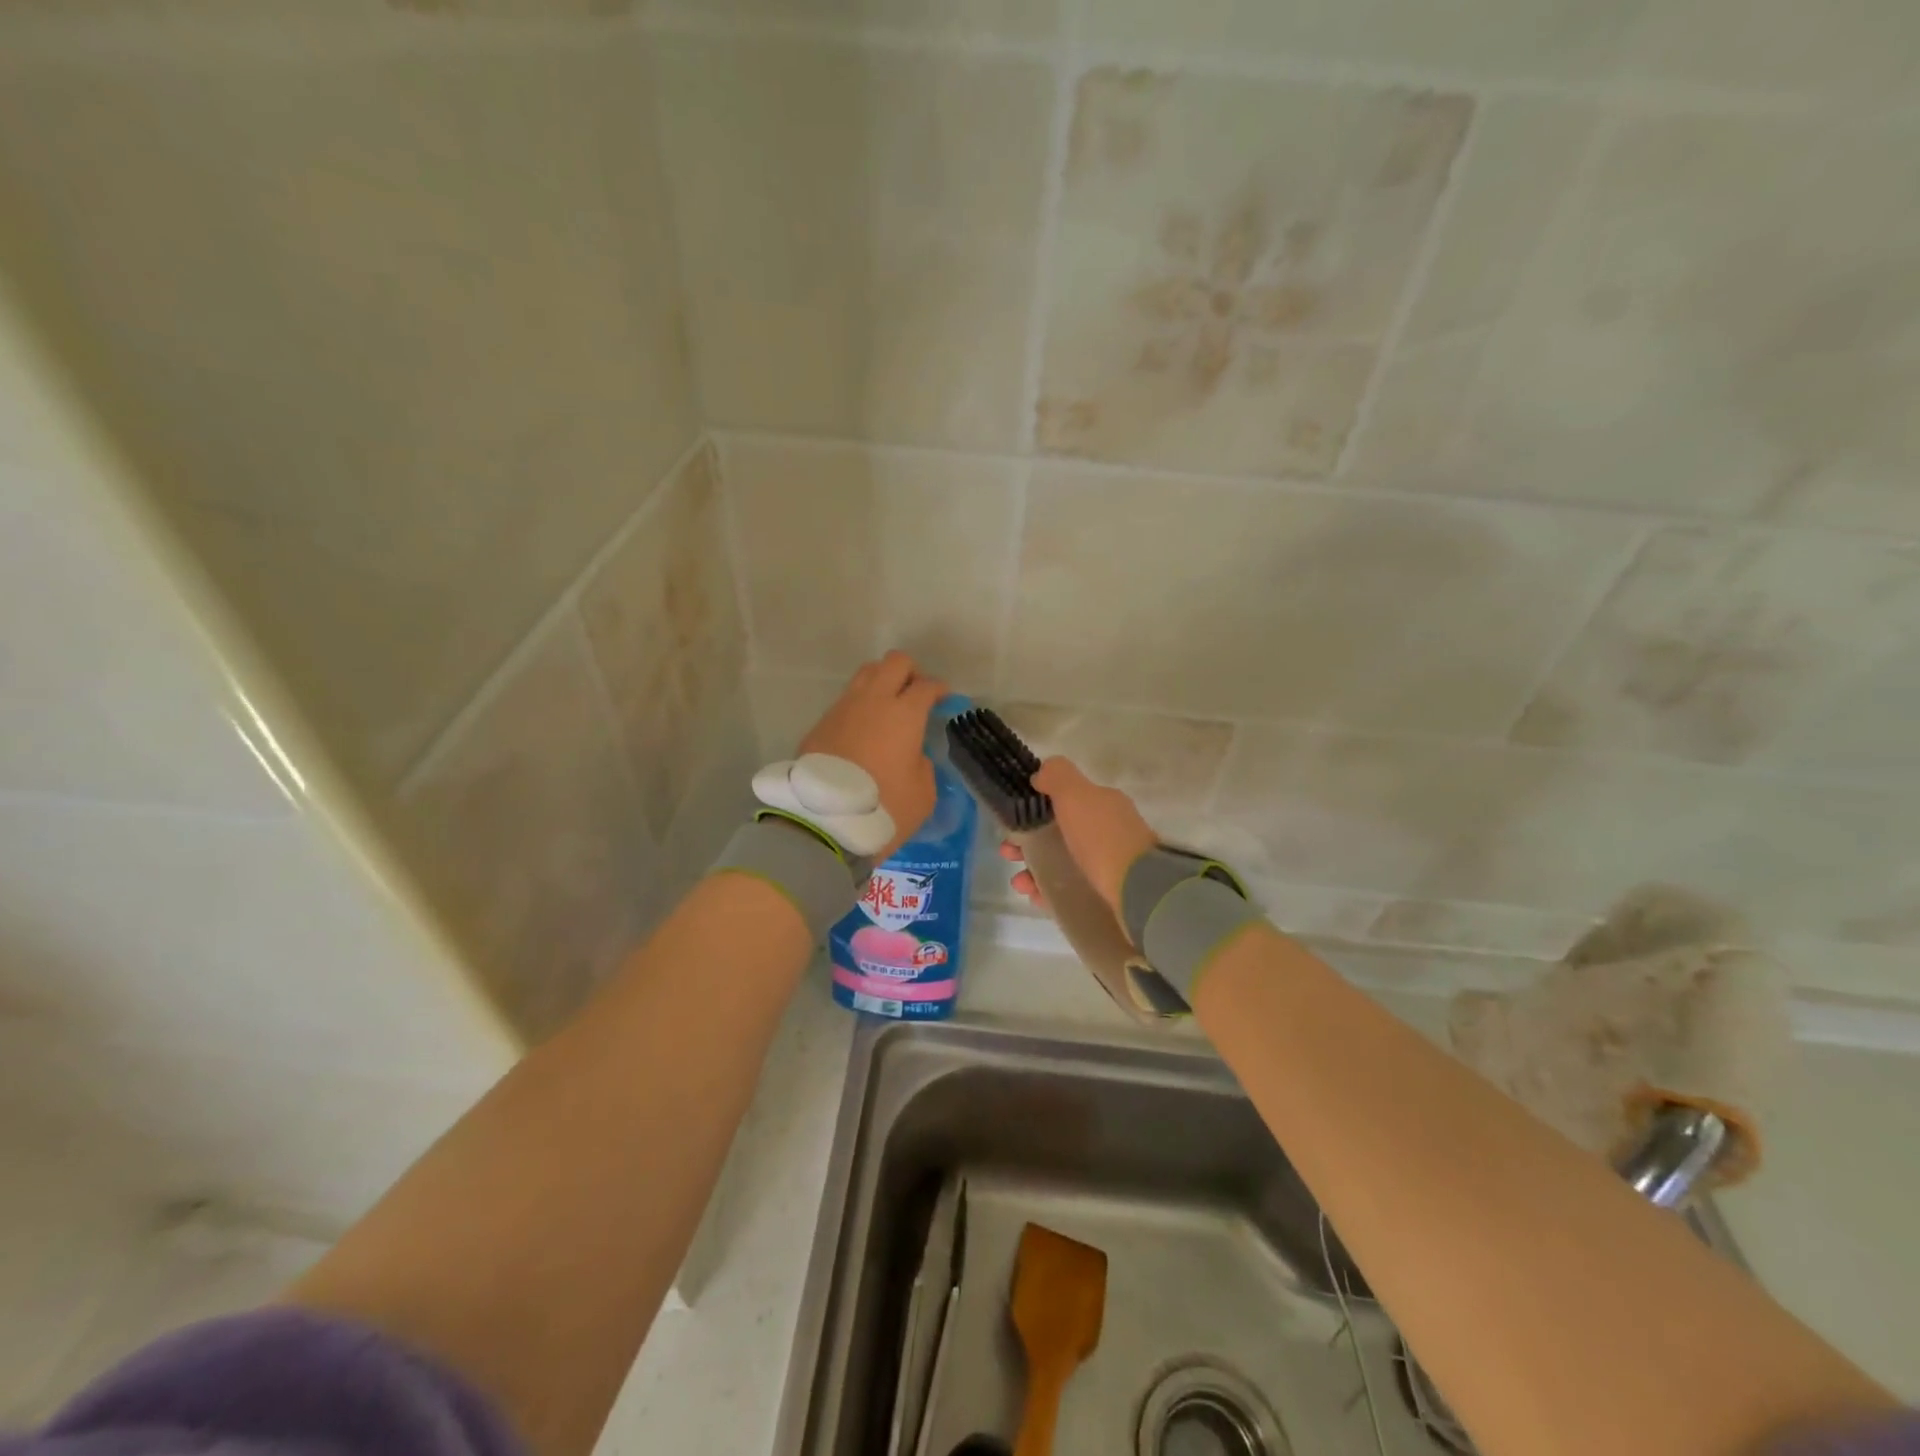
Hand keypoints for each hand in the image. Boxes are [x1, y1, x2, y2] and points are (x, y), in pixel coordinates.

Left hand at [800, 651, 947, 859]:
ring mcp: (842, 709)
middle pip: (894, 662)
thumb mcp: (923, 793)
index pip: (926, 686)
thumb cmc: (884, 807)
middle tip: (916, 694)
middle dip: (910, 672)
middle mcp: (873, 701)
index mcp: (904, 713)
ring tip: (888, 707)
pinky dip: (860, 707)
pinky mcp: (820, 724)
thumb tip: (912, 754)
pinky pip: (846, 701)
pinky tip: (863, 730)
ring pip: (866, 674)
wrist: (824, 820)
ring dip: (881, 682)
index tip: (944, 699)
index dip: (939, 689)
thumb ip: (923, 765)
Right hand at [998, 757, 1157, 913]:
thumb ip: (1057, 777)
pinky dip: (1049, 893)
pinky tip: (1035, 897)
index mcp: (1104, 805)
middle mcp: (1108, 833)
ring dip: (1034, 870)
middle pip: (1060, 834)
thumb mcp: (1077, 795)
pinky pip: (1070, 892)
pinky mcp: (1107, 896)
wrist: (1138, 892)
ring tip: (1020, 883)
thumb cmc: (1102, 839)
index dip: (1035, 808)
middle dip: (1029, 841)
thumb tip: (1040, 774)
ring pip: (1062, 864)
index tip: (1012, 820)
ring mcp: (1109, 866)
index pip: (1067, 801)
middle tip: (1008, 853)